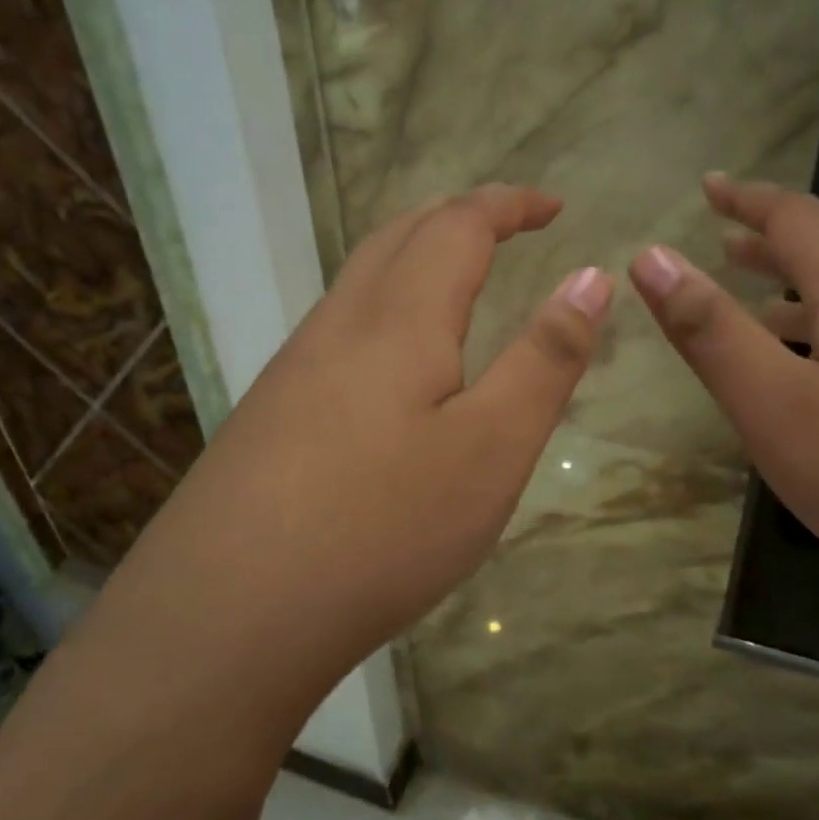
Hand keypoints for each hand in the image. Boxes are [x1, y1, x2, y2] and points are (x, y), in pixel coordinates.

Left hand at [121, 185, 612, 682]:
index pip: (458, 225)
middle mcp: (339, 324)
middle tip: (509, 227)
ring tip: (458, 275)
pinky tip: (394, 360)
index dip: (509, 205)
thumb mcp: (492, 448)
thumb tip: (590, 278)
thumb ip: (544, 359)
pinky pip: (339, 326)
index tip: (554, 207)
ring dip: (415, 255)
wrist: (228, 615)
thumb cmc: (382, 527)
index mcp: (399, 319)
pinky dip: (385, 304)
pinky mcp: (272, 412)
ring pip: (361, 278)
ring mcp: (295, 368)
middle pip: (399, 235)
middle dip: (460, 216)